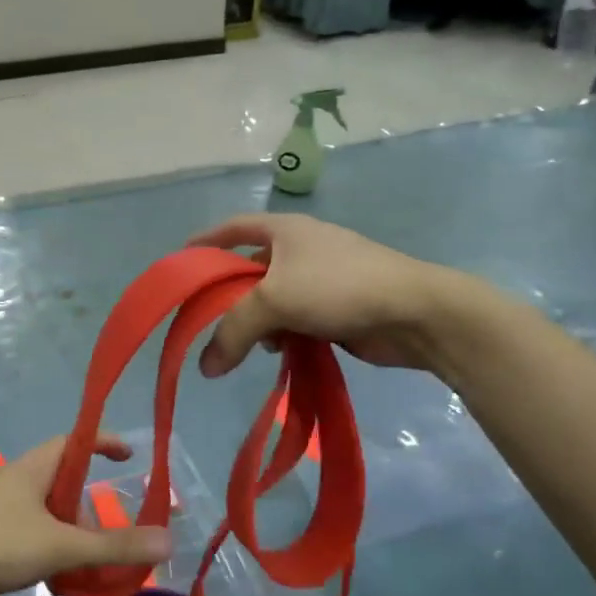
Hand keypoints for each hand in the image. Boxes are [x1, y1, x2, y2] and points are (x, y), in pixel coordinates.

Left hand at [0, 436, 169, 595]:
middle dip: (88, 497)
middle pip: (61, 474)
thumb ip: (112, 546)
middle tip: (107, 524)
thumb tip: (168, 541)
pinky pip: (27, 520)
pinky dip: (47, 535)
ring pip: (44, 502)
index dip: (104, 441)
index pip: (75, 439)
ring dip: (67, 521)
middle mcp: (14, 475)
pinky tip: (48, 565)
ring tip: (81, 553)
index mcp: (33, 467)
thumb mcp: (60, 547)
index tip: (129, 454)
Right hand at [189, 215, 474, 375]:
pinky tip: (282, 352)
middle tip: (208, 322)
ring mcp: (321, 279)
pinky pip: (296, 320)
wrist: (413, 311)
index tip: (182, 261)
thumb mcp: (273, 301)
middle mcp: (301, 249)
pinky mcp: (337, 308)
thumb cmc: (337, 287)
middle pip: (251, 270)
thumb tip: (206, 368)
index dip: (206, 241)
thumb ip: (233, 331)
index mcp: (285, 230)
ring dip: (259, 322)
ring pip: (273, 300)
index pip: (234, 227)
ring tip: (252, 345)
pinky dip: (284, 334)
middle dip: (230, 296)